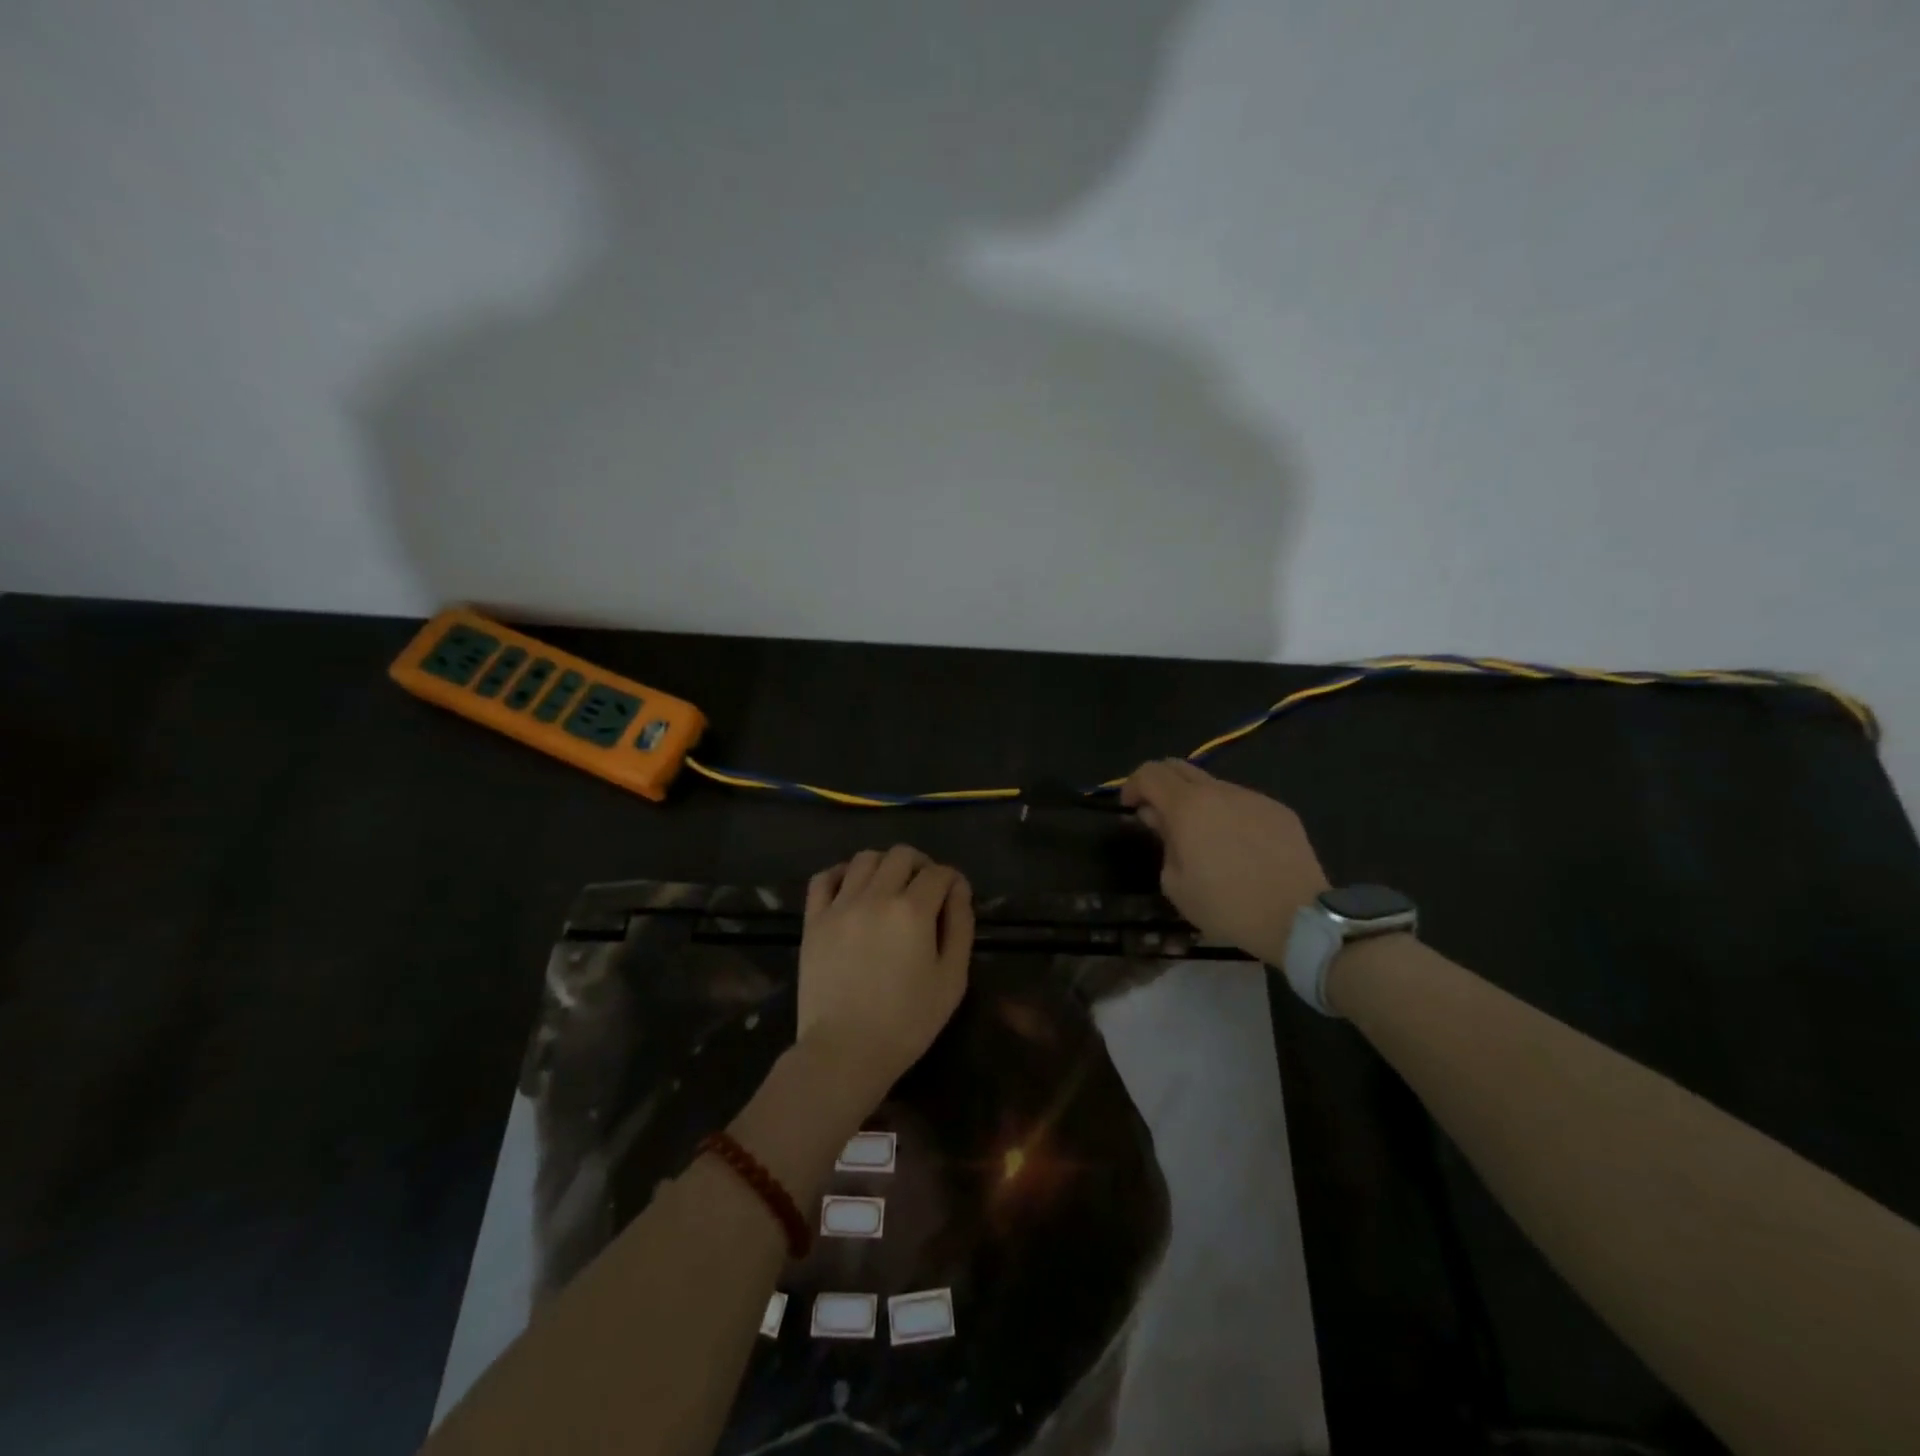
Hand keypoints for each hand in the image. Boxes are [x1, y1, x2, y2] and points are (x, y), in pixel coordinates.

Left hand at [797, 845, 974, 1112]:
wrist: (844, 1052)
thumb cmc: (907, 1022)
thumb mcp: (952, 979)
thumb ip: (960, 926)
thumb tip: (959, 890)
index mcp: (913, 911)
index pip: (939, 873)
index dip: (952, 879)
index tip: (954, 895)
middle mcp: (875, 896)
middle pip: (901, 855)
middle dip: (921, 865)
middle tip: (925, 889)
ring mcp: (840, 906)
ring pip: (864, 859)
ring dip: (884, 865)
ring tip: (890, 887)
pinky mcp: (814, 920)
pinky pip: (824, 878)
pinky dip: (841, 873)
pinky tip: (852, 888)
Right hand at [1121, 759, 1329, 964]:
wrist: (1299, 918)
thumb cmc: (1227, 907)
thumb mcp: (1176, 885)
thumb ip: (1163, 842)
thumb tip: (1159, 818)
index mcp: (1187, 807)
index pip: (1150, 773)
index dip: (1132, 785)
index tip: (1129, 807)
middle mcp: (1219, 792)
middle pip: (1179, 767)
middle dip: (1160, 784)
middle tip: (1156, 812)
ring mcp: (1252, 798)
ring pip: (1213, 786)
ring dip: (1196, 801)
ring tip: (1201, 836)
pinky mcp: (1279, 810)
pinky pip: (1242, 802)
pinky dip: (1227, 814)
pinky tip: (1237, 847)